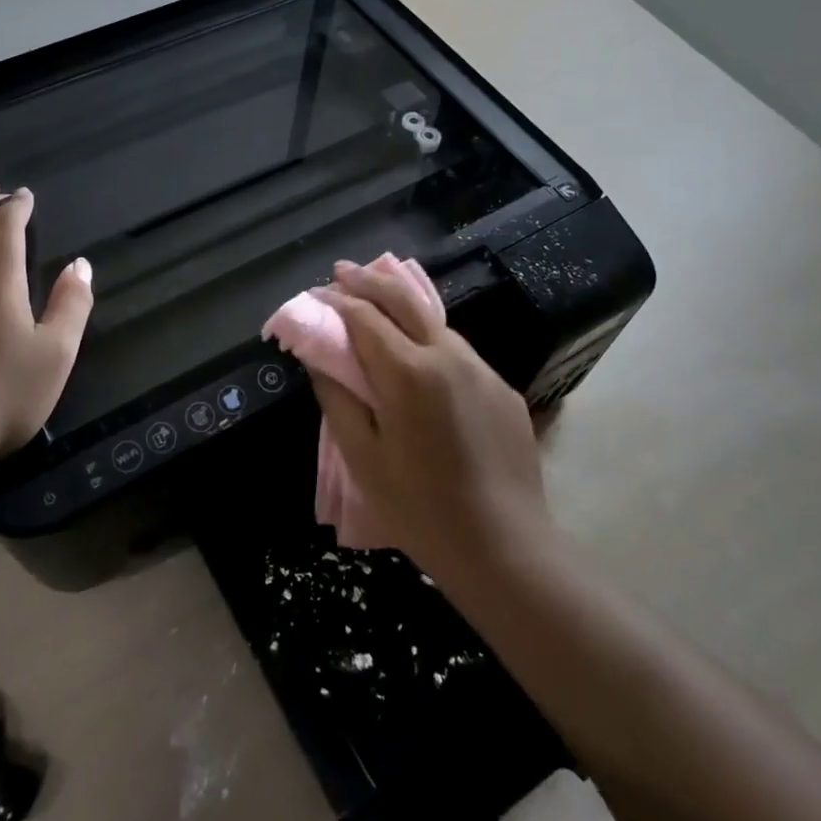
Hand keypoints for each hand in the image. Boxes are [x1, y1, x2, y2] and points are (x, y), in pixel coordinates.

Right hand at [309, 259, 549, 576]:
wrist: (506, 548)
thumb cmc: (421, 510)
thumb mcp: (363, 458)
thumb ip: (338, 398)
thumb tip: (321, 359)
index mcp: (410, 373)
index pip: (364, 317)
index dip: (335, 301)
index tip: (314, 293)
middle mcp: (449, 356)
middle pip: (404, 299)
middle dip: (369, 280)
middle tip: (342, 271)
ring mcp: (482, 370)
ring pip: (435, 322)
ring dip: (401, 305)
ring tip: (375, 301)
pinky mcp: (502, 388)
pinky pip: (458, 352)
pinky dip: (429, 339)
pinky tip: (418, 357)